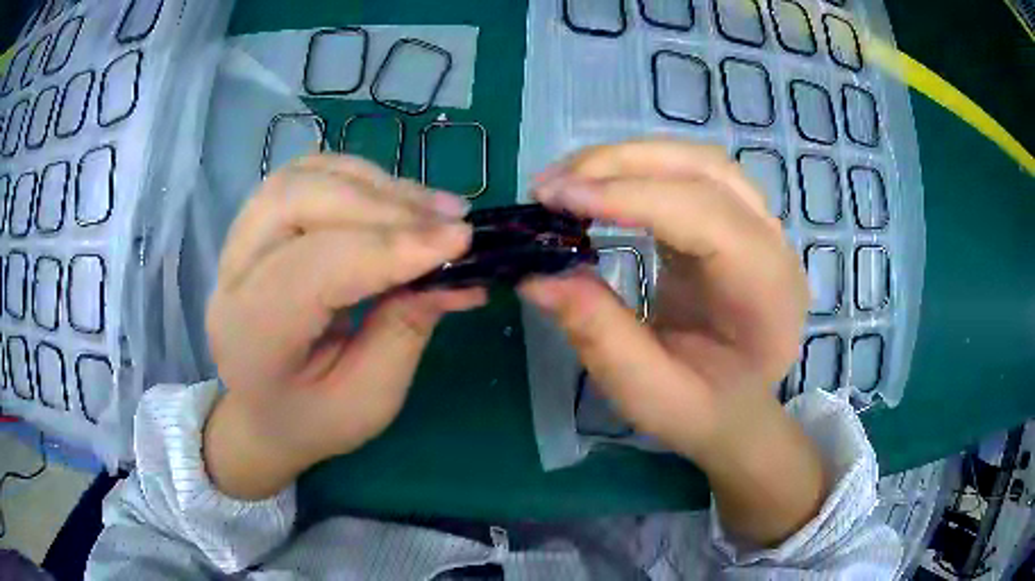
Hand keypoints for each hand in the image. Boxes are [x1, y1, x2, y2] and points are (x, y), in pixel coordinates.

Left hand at [203, 155, 484, 499]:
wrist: (263, 413)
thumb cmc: (313, 418)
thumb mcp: (370, 399)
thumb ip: (406, 331)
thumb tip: (455, 270)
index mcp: (252, 337)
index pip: (314, 268)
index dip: (389, 248)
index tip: (459, 242)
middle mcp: (232, 277)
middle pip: (298, 202)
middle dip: (382, 204)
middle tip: (450, 220)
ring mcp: (236, 241)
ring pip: (301, 177)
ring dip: (372, 183)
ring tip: (429, 207)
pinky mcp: (253, 223)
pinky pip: (303, 174)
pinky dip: (354, 177)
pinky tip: (391, 197)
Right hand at [525, 139, 822, 545]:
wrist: (735, 408)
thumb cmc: (701, 410)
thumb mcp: (646, 393)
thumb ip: (598, 334)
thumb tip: (536, 274)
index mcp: (767, 293)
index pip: (706, 216)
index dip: (631, 197)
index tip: (556, 199)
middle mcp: (774, 246)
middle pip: (706, 170)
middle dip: (623, 165)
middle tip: (551, 185)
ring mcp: (759, 226)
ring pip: (698, 161)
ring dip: (629, 159)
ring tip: (568, 179)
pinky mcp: (734, 220)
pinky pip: (690, 174)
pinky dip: (639, 169)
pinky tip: (600, 185)